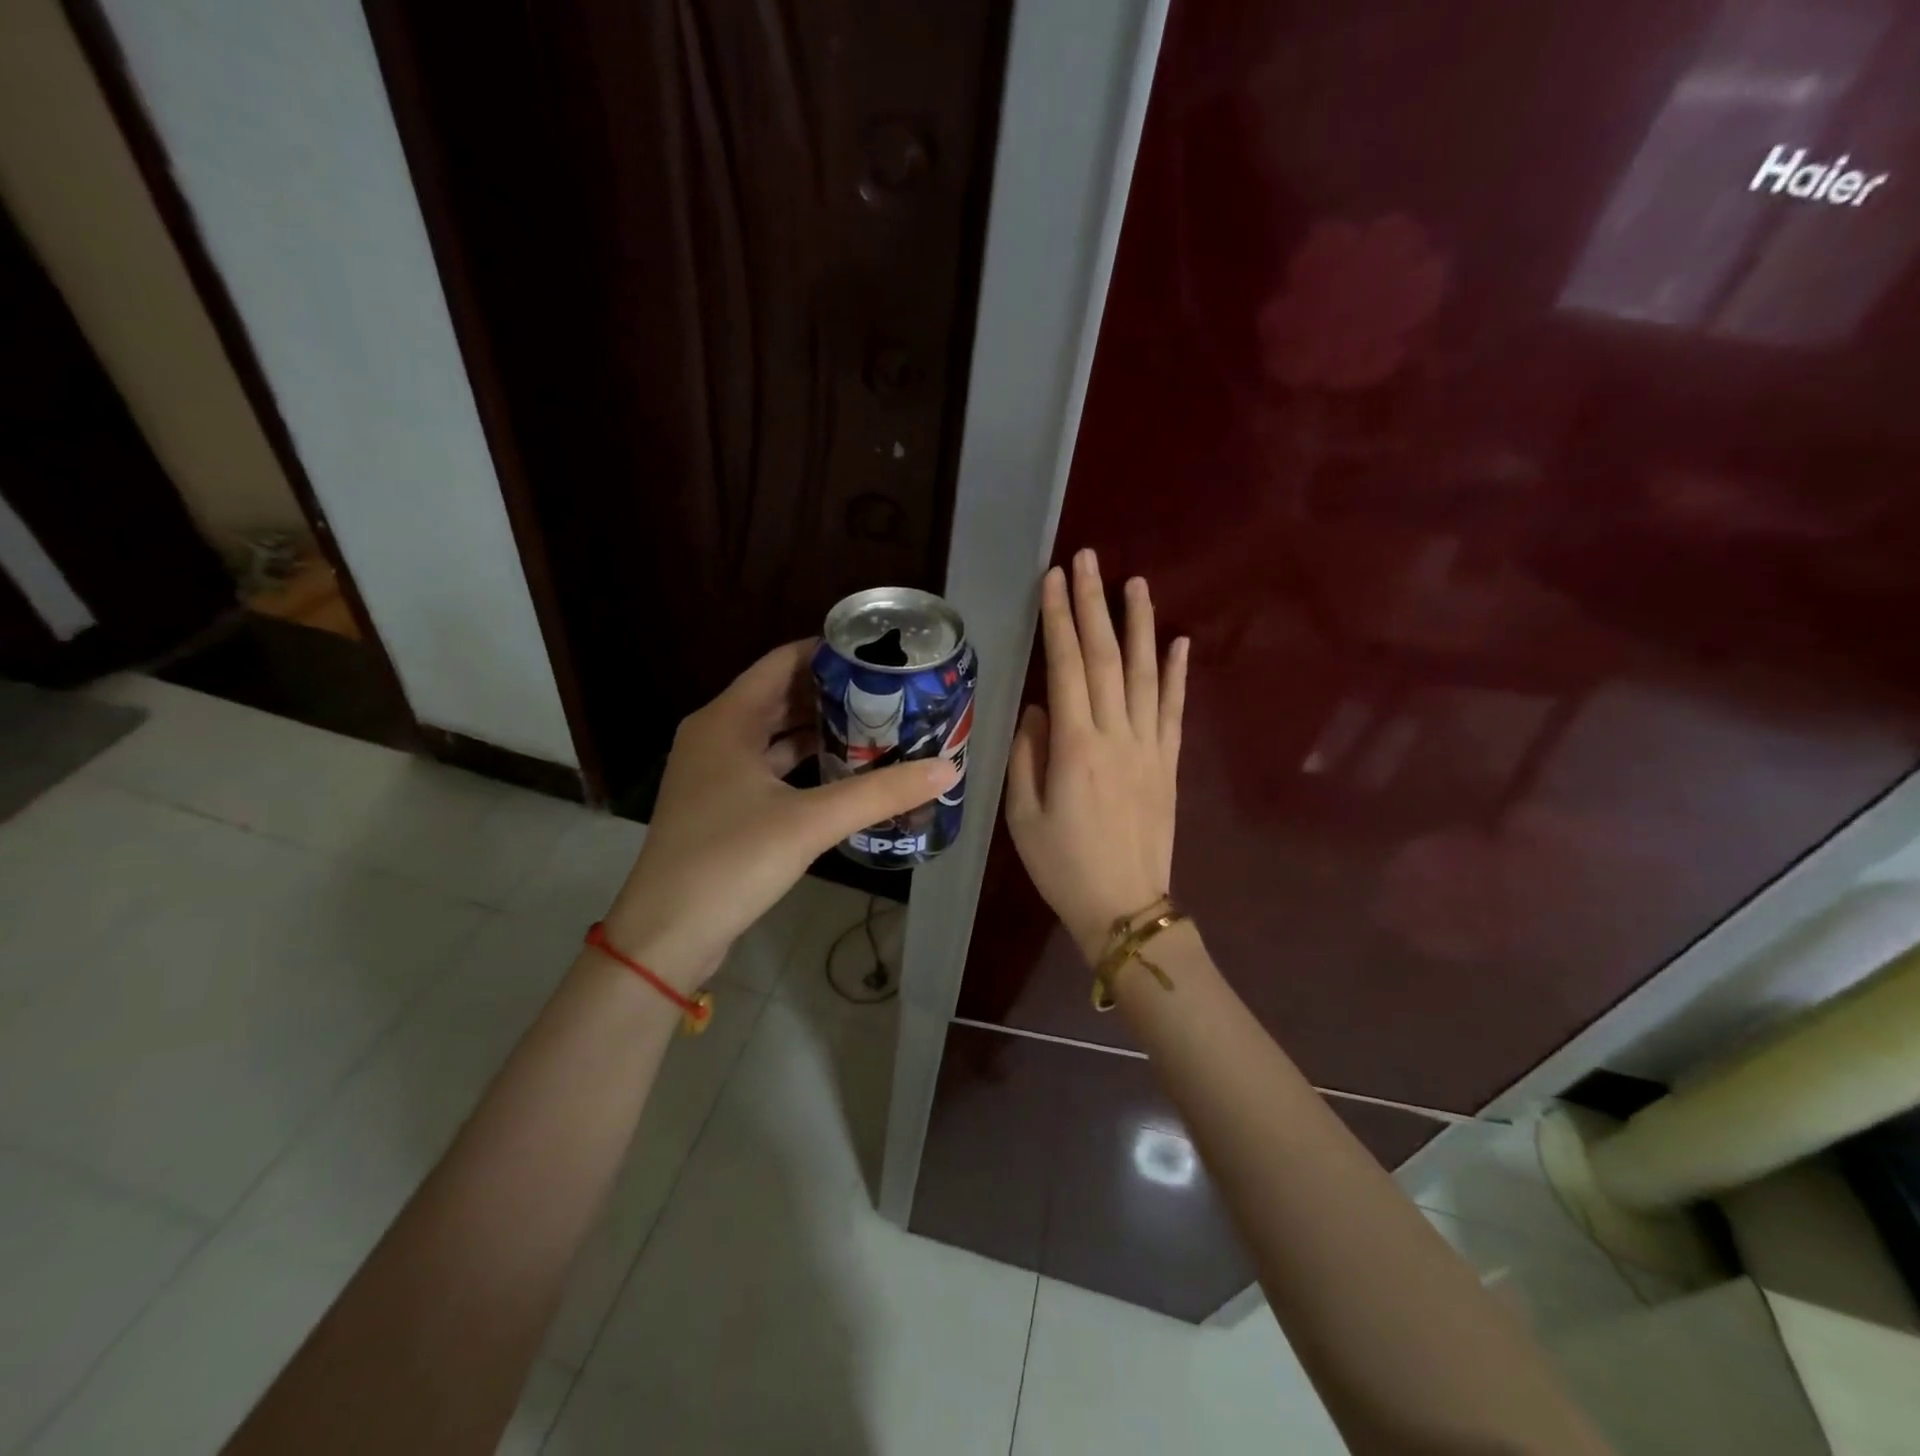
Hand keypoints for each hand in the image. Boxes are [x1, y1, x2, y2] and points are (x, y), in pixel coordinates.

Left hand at [602, 640, 958, 989]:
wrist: (666, 935)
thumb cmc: (731, 861)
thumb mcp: (811, 822)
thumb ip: (880, 792)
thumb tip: (947, 768)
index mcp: (727, 719)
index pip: (783, 661)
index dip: (830, 652)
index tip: (880, 653)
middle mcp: (717, 735)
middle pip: (781, 695)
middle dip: (834, 692)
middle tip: (890, 691)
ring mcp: (716, 772)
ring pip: (776, 733)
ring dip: (821, 728)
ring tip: (877, 724)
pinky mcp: (722, 804)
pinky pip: (770, 766)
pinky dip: (805, 762)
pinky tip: (844, 770)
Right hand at [1005, 549, 1187, 960]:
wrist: (1124, 906)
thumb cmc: (1062, 865)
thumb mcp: (1023, 815)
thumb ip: (1029, 755)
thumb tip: (1039, 708)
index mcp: (1075, 747)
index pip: (1066, 667)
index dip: (1059, 619)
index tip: (1054, 579)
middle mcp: (1117, 735)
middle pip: (1106, 658)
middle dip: (1094, 604)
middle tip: (1088, 559)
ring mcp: (1150, 747)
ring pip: (1146, 673)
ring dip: (1139, 625)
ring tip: (1134, 583)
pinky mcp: (1170, 762)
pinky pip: (1175, 709)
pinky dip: (1178, 673)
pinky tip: (1178, 641)